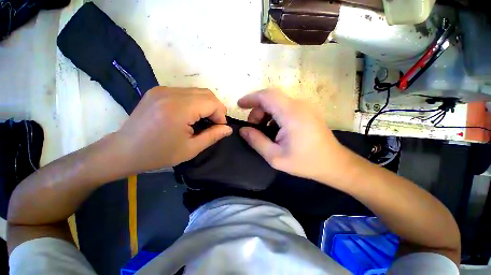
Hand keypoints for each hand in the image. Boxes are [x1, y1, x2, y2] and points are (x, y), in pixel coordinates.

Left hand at [114, 87, 231, 172]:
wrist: (124, 151)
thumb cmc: (158, 154)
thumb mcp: (191, 149)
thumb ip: (213, 136)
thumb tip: (228, 129)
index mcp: (179, 109)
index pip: (212, 102)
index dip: (221, 115)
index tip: (220, 128)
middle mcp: (171, 93)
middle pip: (206, 93)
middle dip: (216, 108)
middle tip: (214, 123)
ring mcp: (163, 90)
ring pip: (197, 91)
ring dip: (206, 104)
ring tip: (203, 120)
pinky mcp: (158, 91)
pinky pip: (185, 92)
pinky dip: (195, 101)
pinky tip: (190, 114)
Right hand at [238, 89, 347, 182]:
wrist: (334, 164)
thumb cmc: (305, 162)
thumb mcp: (275, 157)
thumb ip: (257, 141)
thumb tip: (243, 130)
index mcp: (291, 114)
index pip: (266, 96)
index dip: (250, 98)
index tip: (239, 105)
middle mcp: (299, 105)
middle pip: (271, 98)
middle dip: (257, 110)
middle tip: (253, 127)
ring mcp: (304, 107)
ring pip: (277, 102)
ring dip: (265, 113)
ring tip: (262, 130)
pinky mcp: (306, 111)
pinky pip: (285, 107)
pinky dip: (274, 115)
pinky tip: (274, 129)